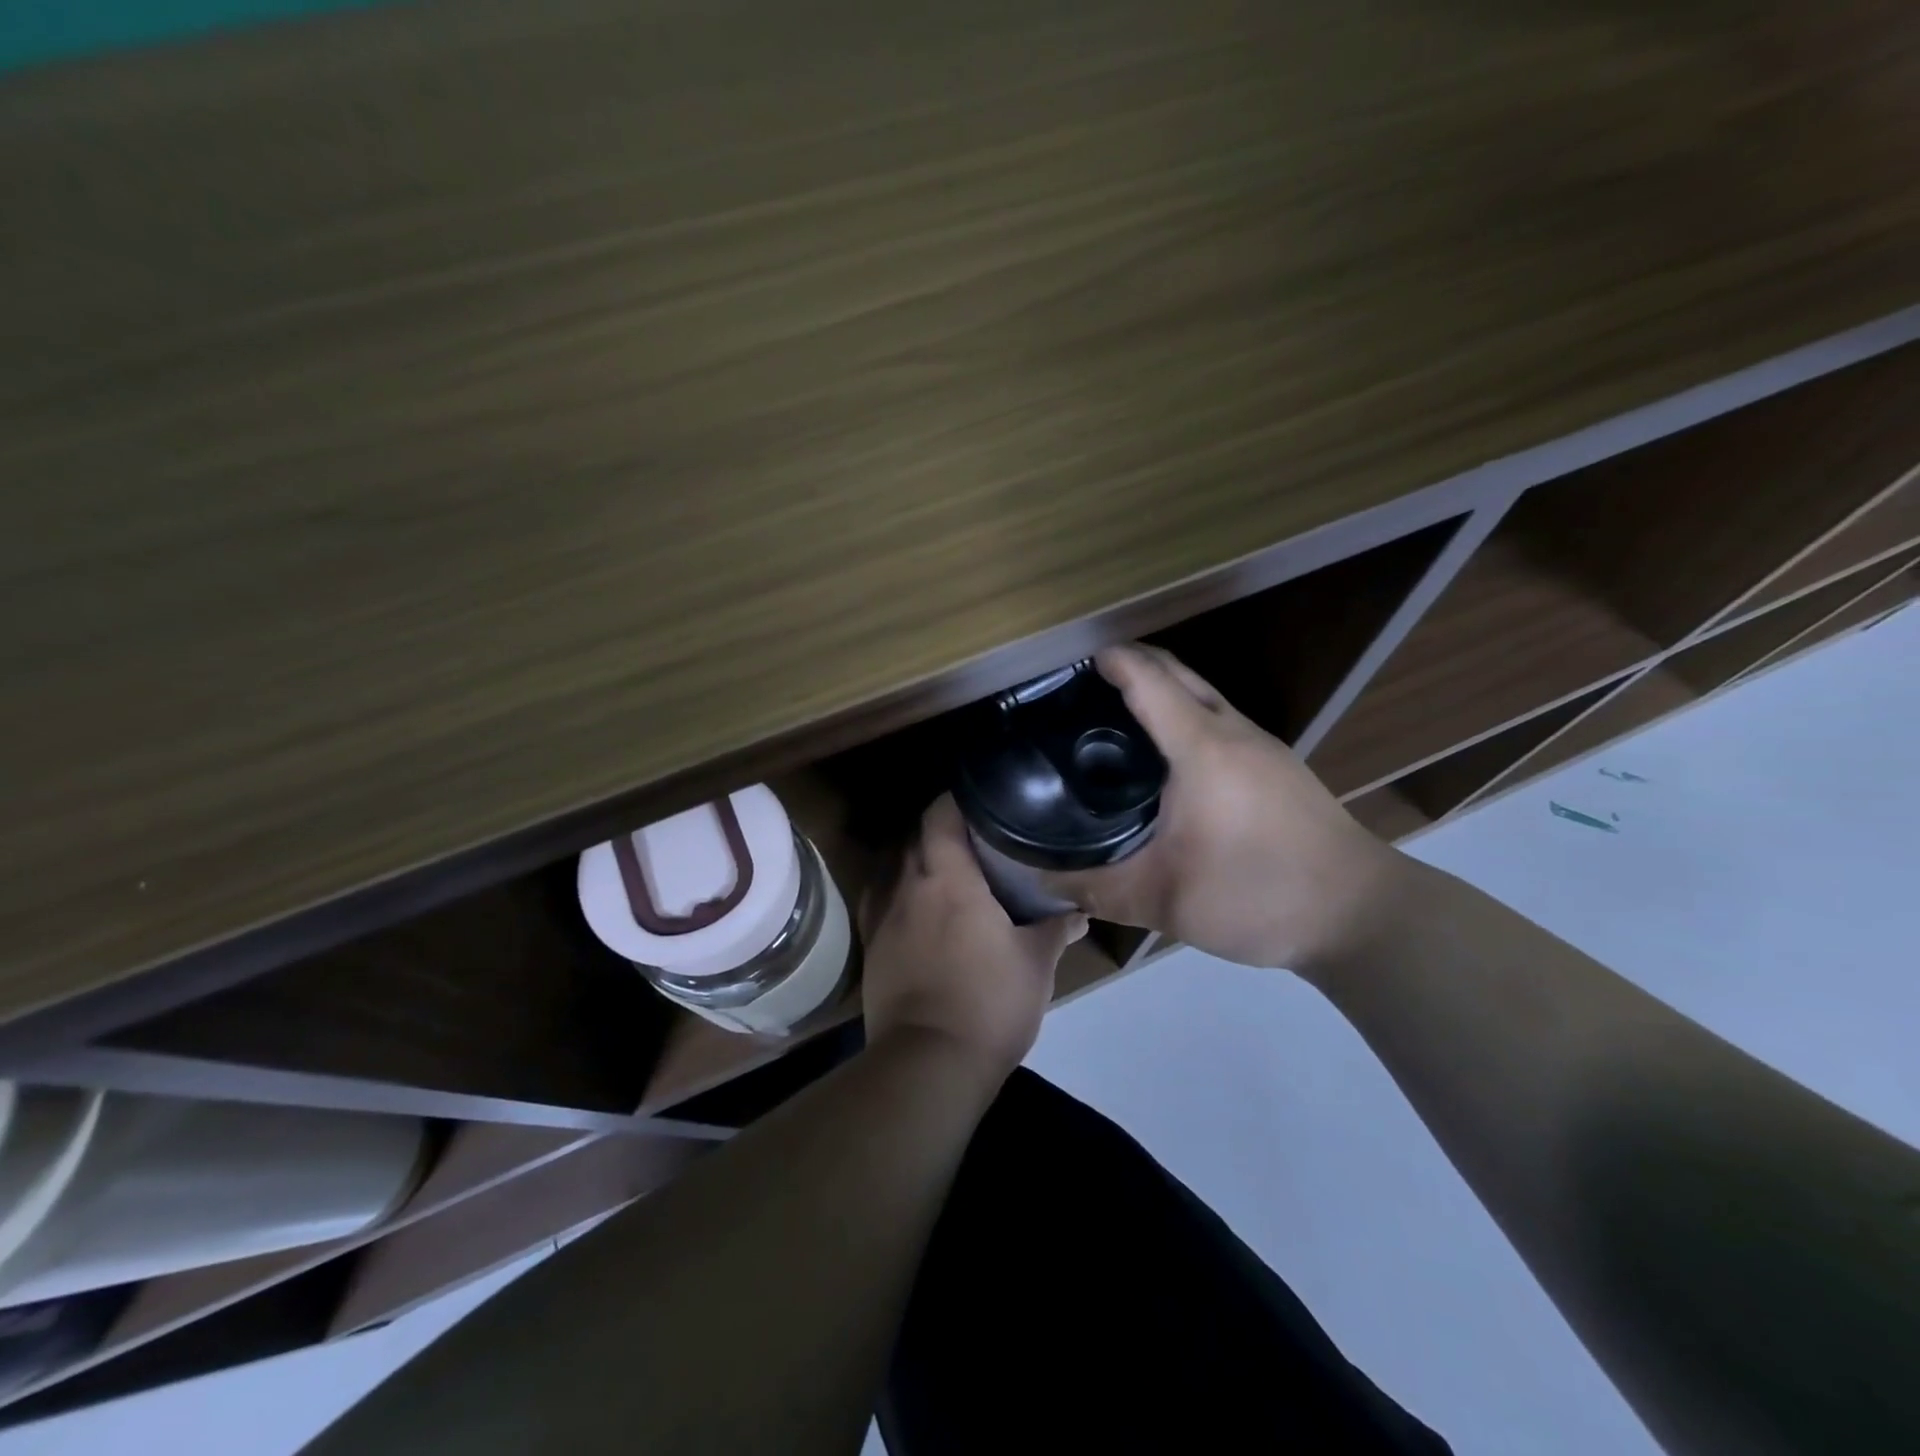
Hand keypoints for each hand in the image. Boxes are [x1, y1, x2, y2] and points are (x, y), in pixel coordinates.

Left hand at [861, 795, 1088, 1078]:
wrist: (929, 1063)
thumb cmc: (989, 1002)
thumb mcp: (1036, 964)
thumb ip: (1056, 929)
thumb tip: (1081, 912)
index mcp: (947, 878)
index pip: (939, 815)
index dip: (956, 800)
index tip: (981, 799)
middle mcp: (907, 886)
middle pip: (915, 836)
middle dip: (940, 828)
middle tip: (975, 834)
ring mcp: (883, 916)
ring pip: (894, 866)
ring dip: (916, 858)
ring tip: (947, 866)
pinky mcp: (872, 946)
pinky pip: (881, 900)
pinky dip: (898, 891)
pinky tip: (916, 904)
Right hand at [1043, 644, 1401, 972]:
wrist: (1361, 914)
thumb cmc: (1258, 895)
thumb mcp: (1165, 901)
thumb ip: (1096, 889)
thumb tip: (1043, 882)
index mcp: (1202, 748)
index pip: (1149, 681)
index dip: (1110, 661)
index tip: (1071, 660)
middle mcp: (1234, 732)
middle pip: (1178, 673)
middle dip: (1132, 663)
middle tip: (1084, 683)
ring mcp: (1263, 746)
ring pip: (1204, 694)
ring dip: (1162, 688)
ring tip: (1116, 713)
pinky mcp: (1278, 766)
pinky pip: (1220, 719)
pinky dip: (1185, 715)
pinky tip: (1167, 755)